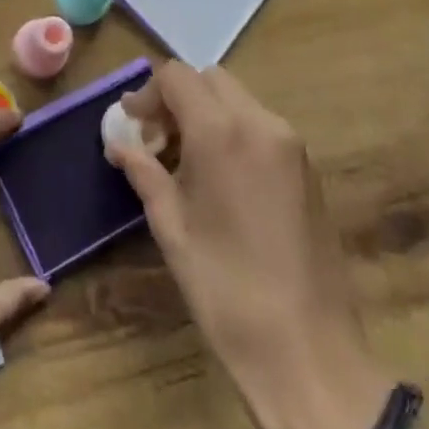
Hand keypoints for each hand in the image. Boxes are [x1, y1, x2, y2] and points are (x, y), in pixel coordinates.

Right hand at [106, 62, 396, 428]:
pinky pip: (261, 127)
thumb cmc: (225, 289)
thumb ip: (143, 170)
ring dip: (206, 114)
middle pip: (210, 80)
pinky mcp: (309, 170)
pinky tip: (220, 179)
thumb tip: (119, 142)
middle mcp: (262, 124)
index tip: (132, 127)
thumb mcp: (171, 227)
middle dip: (177, 98)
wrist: (309, 353)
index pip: (176, 76)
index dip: (147, 94)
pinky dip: (233, 132)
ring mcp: (292, 145)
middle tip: (156, 140)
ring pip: (238, 100)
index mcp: (222, 132)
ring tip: (184, 162)